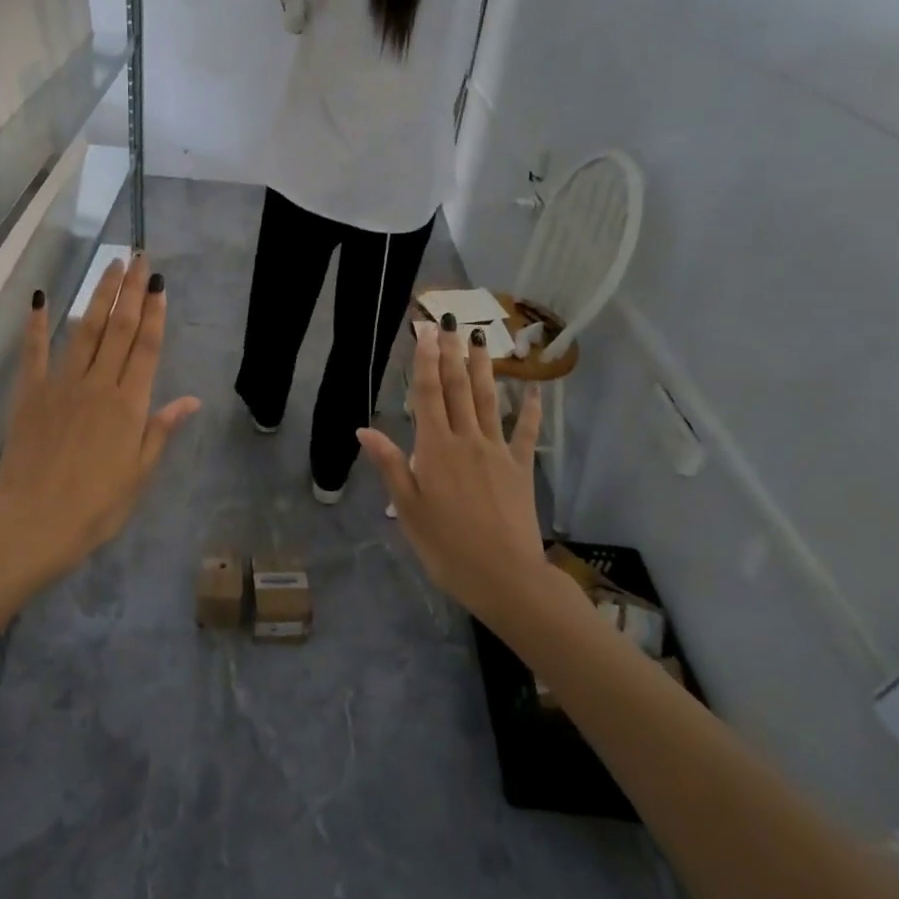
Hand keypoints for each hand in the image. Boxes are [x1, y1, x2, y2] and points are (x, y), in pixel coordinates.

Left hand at [0, 254, 200, 586]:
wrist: (34, 523)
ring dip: (98, 296)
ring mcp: (61, 385)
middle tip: (139, 259)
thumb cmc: (96, 506)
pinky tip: (42, 297)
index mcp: (129, 405)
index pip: (146, 348)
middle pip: (119, 329)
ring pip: (85, 331)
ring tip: (110, 267)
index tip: (159, 283)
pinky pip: (35, 352)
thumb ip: (161, 430)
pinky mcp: (31, 394)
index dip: (154, 313)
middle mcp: (98, 385)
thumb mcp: (139, 473)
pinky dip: (38, 324)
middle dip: (131, 292)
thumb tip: (192, 399)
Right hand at [359, 319, 550, 618]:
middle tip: (448, 322)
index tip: (425, 331)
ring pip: (488, 400)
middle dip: (451, 353)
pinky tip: (534, 389)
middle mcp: (466, 439)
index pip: (428, 394)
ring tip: (480, 339)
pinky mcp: (520, 468)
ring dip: (483, 368)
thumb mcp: (407, 509)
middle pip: (457, 388)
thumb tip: (364, 429)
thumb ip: (389, 464)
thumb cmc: (446, 546)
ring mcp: (497, 451)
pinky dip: (530, 409)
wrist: (504, 576)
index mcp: (435, 448)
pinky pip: (525, 432)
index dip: (425, 360)